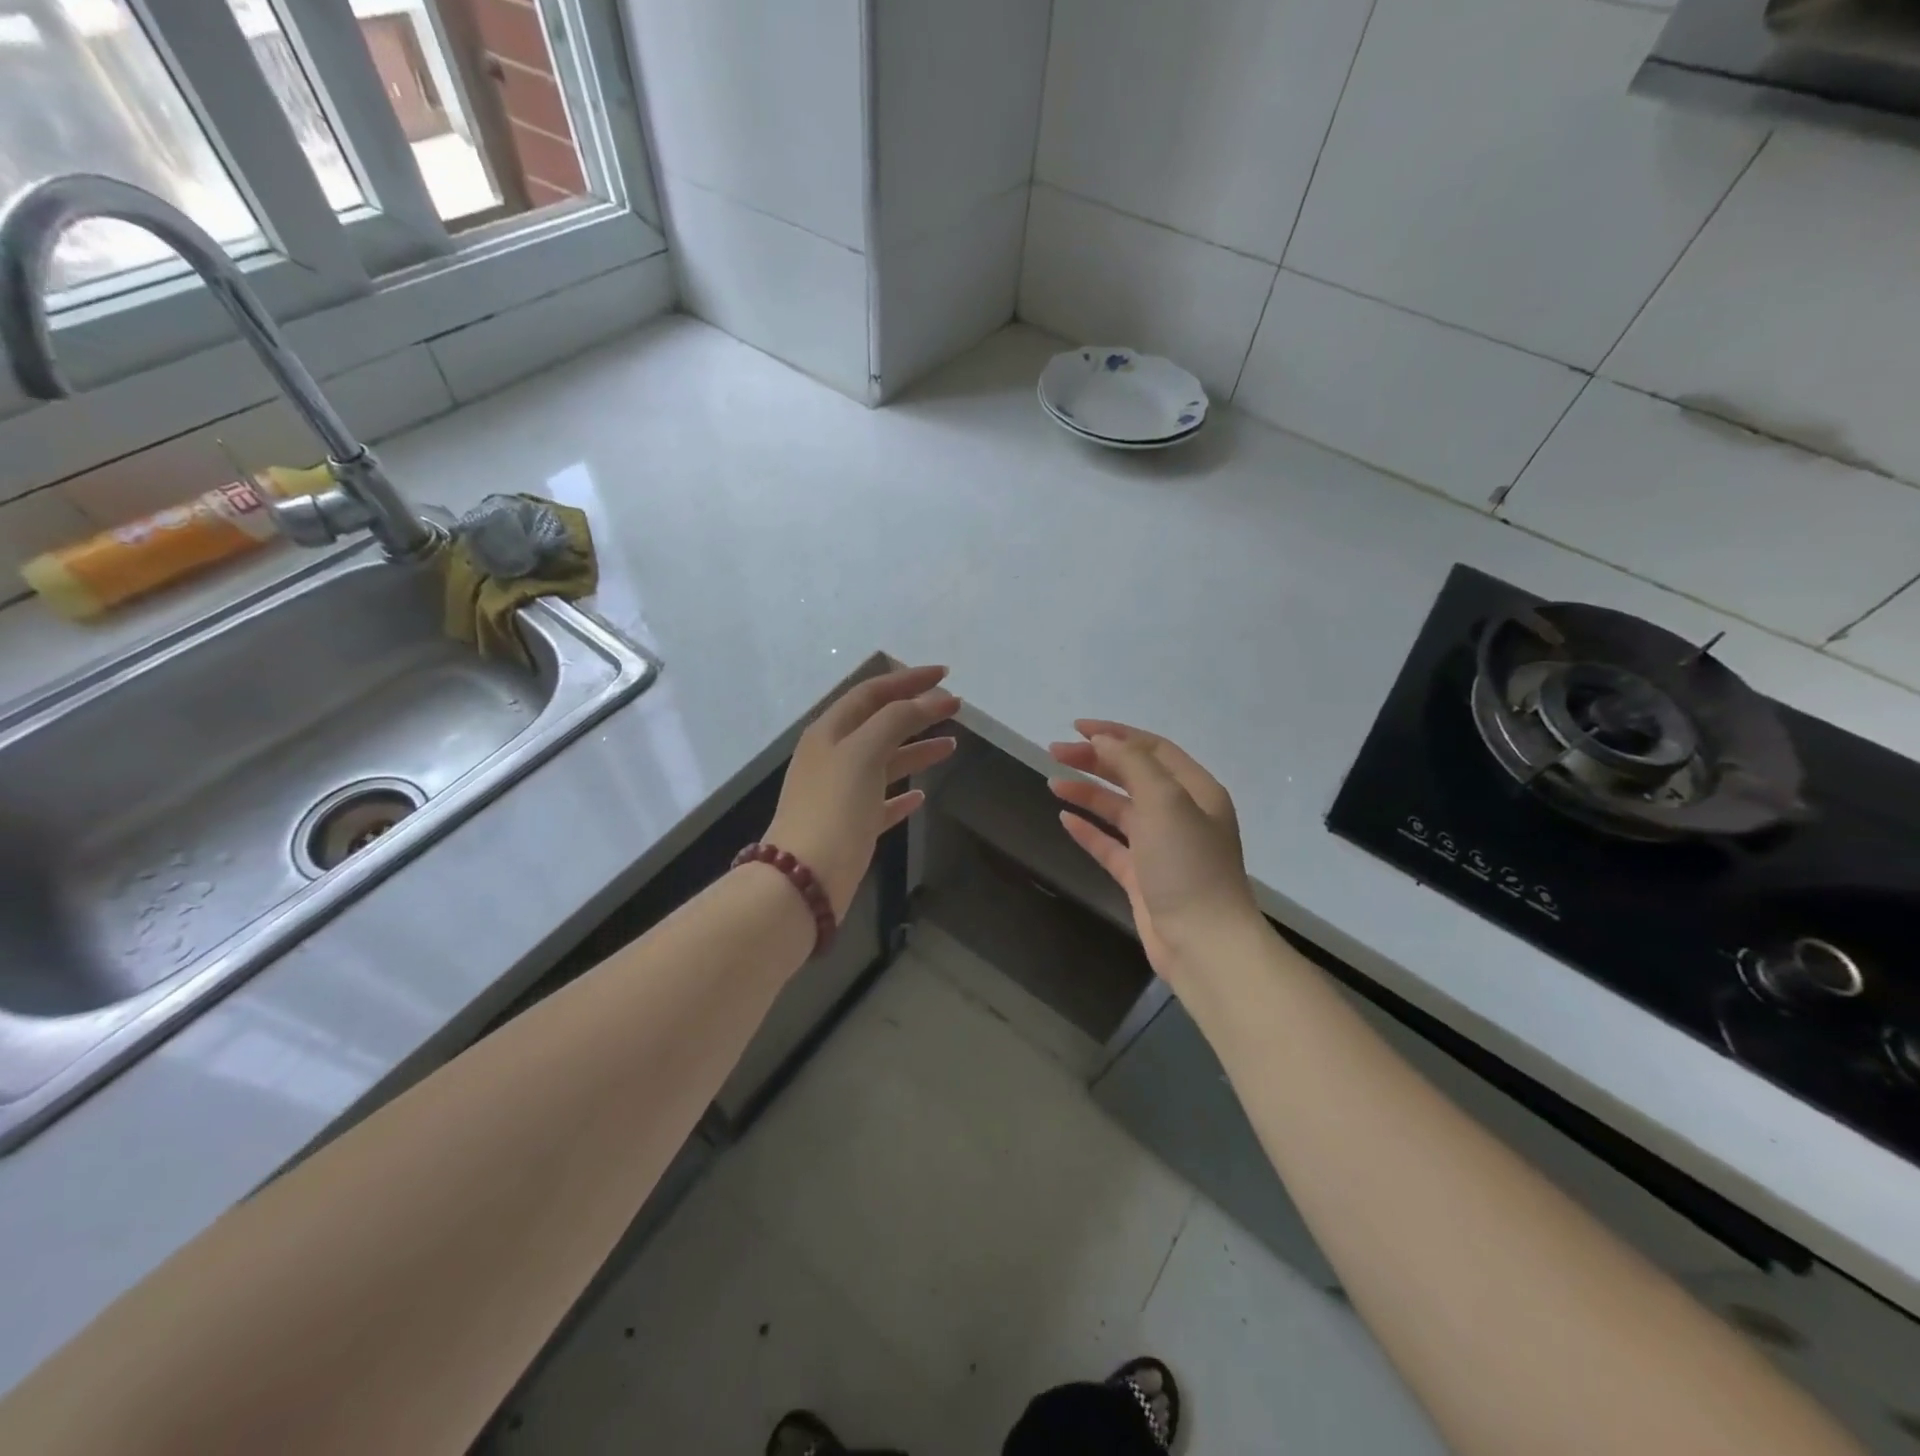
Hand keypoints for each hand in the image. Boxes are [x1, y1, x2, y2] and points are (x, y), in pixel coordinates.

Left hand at [764, 665, 959, 918]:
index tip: (945, 674)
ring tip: (951, 746)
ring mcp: (841, 793)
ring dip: (916, 750)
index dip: (908, 680)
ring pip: (884, 762)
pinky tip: (921, 795)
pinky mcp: (851, 826)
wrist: (804, 878)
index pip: (872, 693)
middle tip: (954, 707)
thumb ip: (897, 720)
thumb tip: (932, 699)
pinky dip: (901, 794)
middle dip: (916, 712)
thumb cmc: (834, 807)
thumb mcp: (864, 752)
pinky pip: (881, 802)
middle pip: (879, 724)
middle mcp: (833, 757)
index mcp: (830, 732)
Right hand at [1049, 721, 1260, 978]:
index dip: (1115, 734)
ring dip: (1089, 793)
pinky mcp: (1142, 877)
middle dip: (1095, 760)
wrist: (1204, 943)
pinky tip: (1065, 819)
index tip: (1076, 729)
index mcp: (1195, 791)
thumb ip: (1134, 764)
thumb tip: (1103, 740)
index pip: (1152, 749)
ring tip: (1054, 782)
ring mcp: (1160, 847)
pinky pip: (1111, 844)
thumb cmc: (1188, 865)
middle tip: (1055, 752)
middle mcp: (1180, 814)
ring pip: (1119, 809)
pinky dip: (1089, 830)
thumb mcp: (1165, 801)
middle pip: (1133, 775)